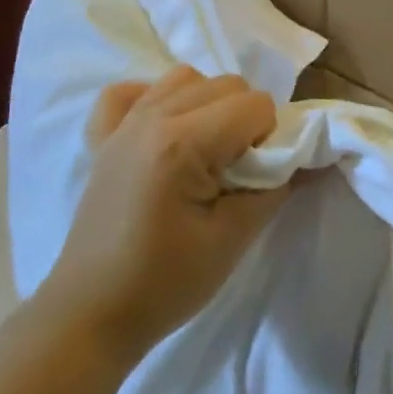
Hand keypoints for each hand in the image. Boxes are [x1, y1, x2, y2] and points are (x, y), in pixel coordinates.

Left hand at [44, 66, 287, 360]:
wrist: (90, 316)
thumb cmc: (165, 284)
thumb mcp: (232, 240)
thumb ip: (273, 189)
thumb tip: (302, 158)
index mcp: (183, 143)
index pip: (256, 105)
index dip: (269, 138)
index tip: (255, 178)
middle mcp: (152, 117)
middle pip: (226, 84)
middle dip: (245, 119)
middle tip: (235, 171)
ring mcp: (122, 123)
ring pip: (185, 77)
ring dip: (208, 103)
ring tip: (204, 150)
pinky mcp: (102, 136)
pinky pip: (131, 90)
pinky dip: (154, 99)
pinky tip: (163, 130)